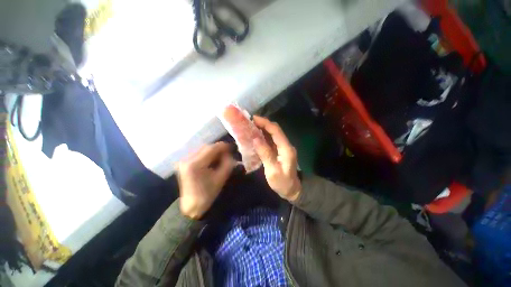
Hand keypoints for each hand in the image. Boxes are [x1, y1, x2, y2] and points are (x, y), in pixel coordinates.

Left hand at [176, 142, 233, 218]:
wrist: (192, 206)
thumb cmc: (208, 194)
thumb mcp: (221, 178)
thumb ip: (227, 163)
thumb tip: (229, 153)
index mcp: (196, 164)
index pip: (212, 148)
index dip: (223, 146)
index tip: (231, 148)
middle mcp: (187, 159)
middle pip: (206, 147)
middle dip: (218, 149)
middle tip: (227, 154)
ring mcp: (184, 161)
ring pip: (202, 149)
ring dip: (213, 151)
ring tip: (221, 157)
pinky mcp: (184, 163)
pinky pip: (198, 154)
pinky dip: (207, 155)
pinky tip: (212, 160)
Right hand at [252, 116, 300, 201]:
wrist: (292, 190)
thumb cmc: (282, 182)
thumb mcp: (272, 170)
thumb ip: (265, 154)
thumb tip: (255, 139)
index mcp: (286, 149)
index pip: (276, 131)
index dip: (265, 123)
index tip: (253, 118)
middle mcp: (286, 145)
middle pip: (275, 130)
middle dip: (263, 124)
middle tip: (250, 122)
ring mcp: (283, 147)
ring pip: (273, 134)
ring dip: (263, 129)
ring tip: (251, 127)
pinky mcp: (280, 150)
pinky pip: (272, 140)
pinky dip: (264, 136)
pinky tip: (256, 136)